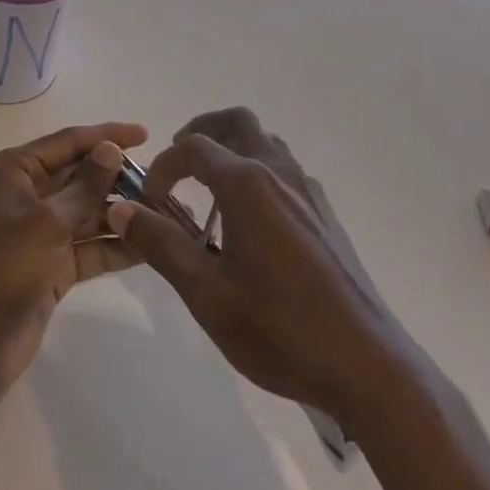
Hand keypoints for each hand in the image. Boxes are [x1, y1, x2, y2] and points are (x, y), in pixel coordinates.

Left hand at [0, 122, 146, 415]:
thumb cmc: (2, 268)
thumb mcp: (47, 222)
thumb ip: (85, 186)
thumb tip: (112, 148)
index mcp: (15, 170)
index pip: (68, 142)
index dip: (106, 136)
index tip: (145, 133)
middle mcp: (28, 194)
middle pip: (81, 176)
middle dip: (118, 178)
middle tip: (162, 180)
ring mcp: (40, 231)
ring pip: (88, 213)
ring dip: (121, 213)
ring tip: (165, 213)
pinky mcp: (52, 266)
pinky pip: (90, 247)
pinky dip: (114, 246)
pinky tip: (149, 246)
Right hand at [107, 108, 403, 422]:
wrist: (368, 366)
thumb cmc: (281, 330)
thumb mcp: (207, 294)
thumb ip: (161, 245)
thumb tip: (121, 208)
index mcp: (247, 185)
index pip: (193, 148)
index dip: (163, 166)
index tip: (149, 201)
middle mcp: (278, 173)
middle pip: (236, 122)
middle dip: (201, 131)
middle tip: (179, 165)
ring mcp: (307, 190)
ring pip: (265, 142)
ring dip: (232, 149)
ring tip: (210, 189)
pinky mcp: (324, 213)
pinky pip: (284, 168)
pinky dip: (257, 170)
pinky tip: (250, 220)